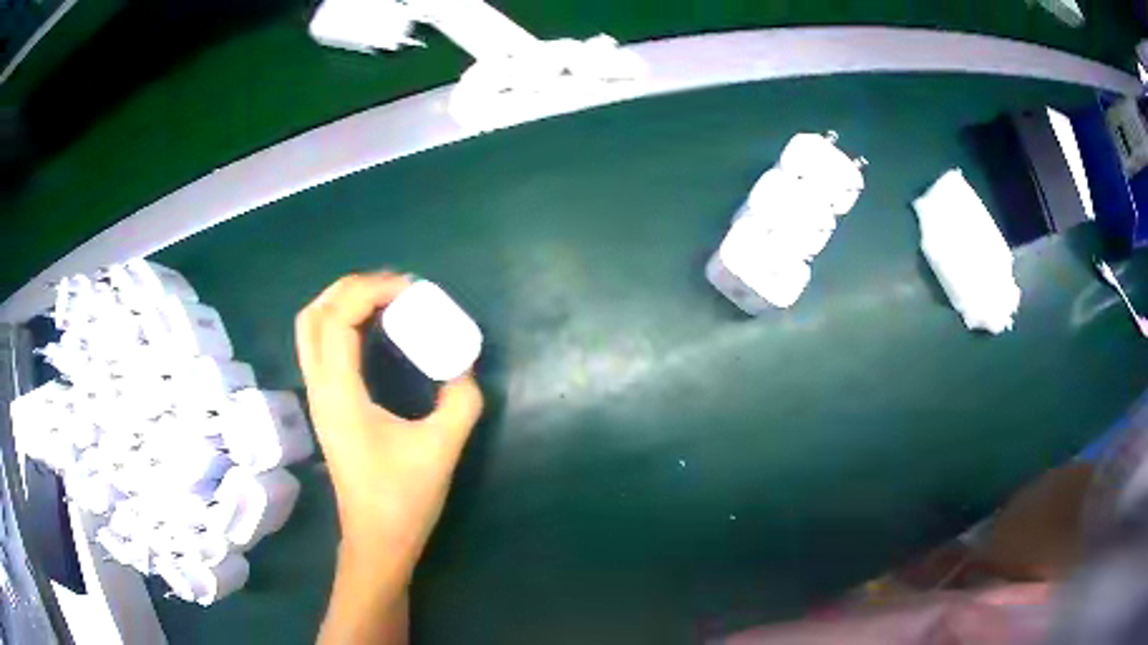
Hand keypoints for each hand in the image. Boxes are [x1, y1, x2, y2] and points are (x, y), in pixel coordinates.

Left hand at [296, 273, 482, 643]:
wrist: (376, 541)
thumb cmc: (402, 499)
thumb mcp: (441, 448)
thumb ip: (460, 400)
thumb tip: (463, 367)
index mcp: (339, 394)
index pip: (337, 319)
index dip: (370, 291)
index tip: (410, 290)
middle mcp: (319, 388)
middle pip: (313, 315)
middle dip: (350, 288)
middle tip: (393, 288)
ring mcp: (318, 397)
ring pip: (310, 330)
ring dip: (342, 303)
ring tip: (383, 301)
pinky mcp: (326, 406)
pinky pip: (320, 347)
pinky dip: (341, 324)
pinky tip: (373, 332)